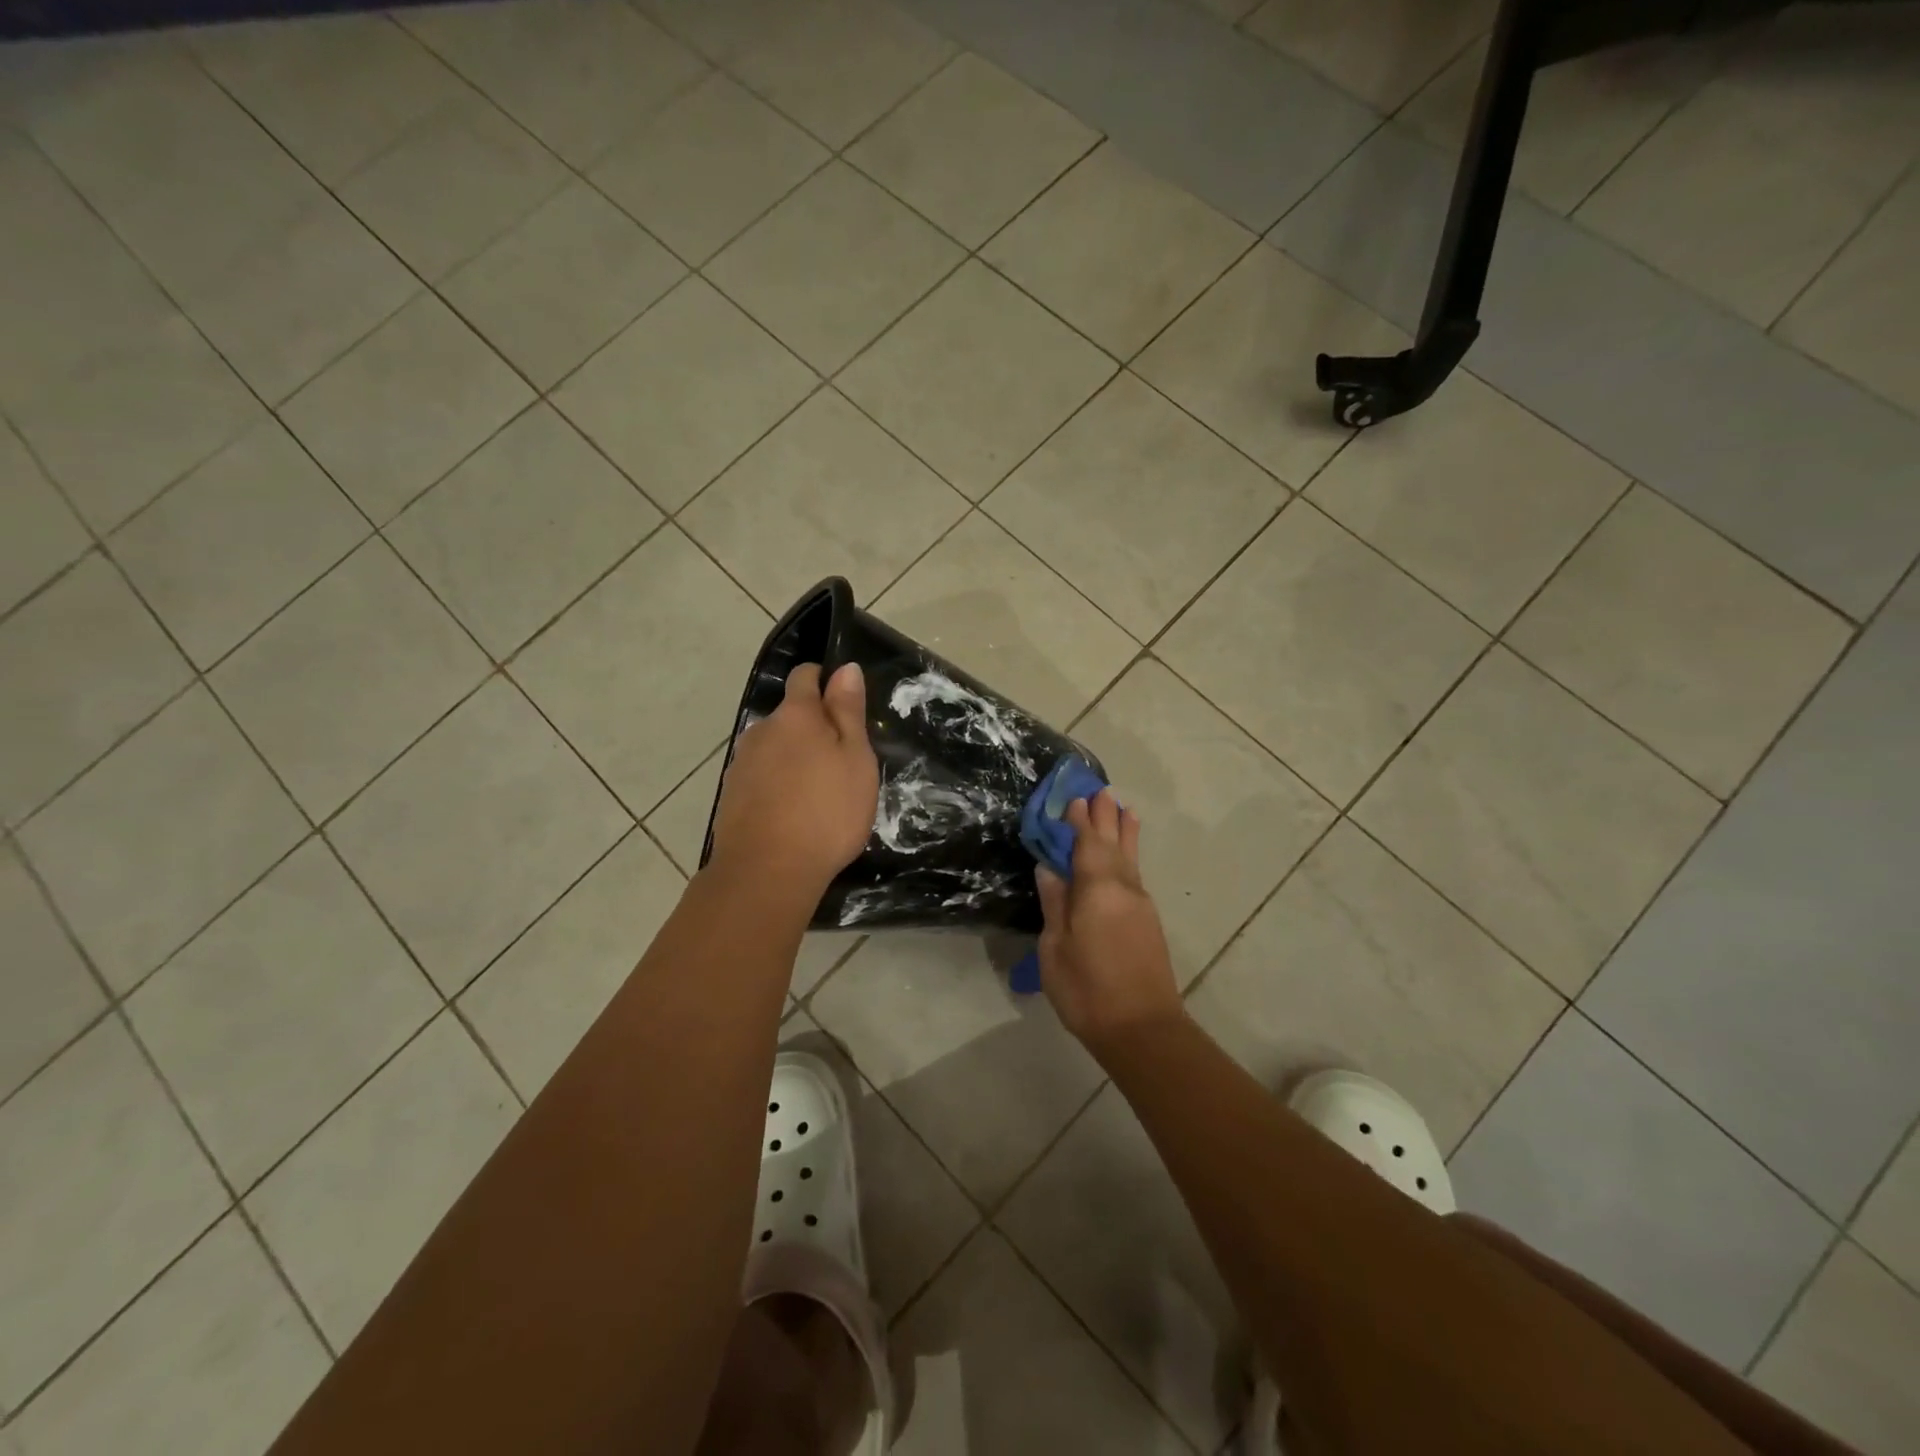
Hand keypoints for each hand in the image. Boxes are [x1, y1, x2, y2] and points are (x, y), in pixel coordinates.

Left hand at [706, 663, 878, 902]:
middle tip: (841, 761)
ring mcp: (741, 764)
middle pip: (789, 717)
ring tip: (818, 792)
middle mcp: (761, 731)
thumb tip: (846, 668)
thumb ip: (848, 711)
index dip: (823, 680)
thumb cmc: (826, 811)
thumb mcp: (855, 759)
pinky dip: (777, 785)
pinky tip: (793, 813)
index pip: (804, 677)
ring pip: (774, 749)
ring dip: (793, 759)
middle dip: (812, 728)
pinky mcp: (731, 796)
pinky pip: (761, 778)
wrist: (767, 871)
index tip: (843, 702)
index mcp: (796, 716)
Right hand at [1034, 790, 1183, 1053]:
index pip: (1087, 844)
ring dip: (1124, 831)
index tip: (1075, 796)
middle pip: (1112, 843)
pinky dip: (1131, 853)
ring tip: (1123, 808)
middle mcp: (1123, 888)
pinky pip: (1135, 873)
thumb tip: (1049, 869)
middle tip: (1100, 790)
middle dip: (1105, 817)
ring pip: (1129, 857)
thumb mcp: (1055, 948)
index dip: (1079, 820)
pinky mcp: (1147, 920)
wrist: (1142, 1029)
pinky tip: (1128, 853)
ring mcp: (1140, 903)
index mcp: (1096, 890)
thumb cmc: (1087, 990)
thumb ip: (1055, 904)